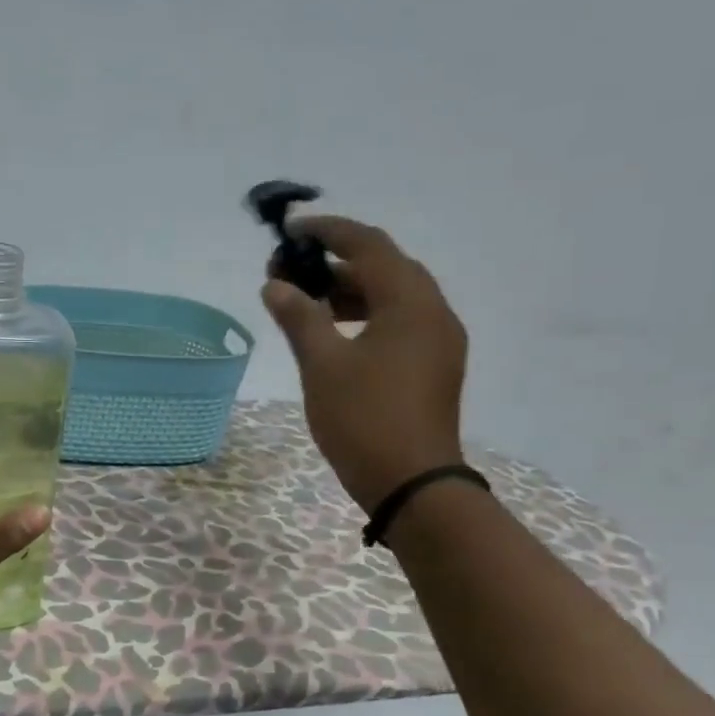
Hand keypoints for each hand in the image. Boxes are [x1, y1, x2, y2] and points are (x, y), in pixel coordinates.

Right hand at [262, 215, 468, 513]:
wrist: (413, 484)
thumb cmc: (364, 419)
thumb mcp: (323, 365)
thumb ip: (299, 317)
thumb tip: (276, 285)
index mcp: (411, 302)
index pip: (369, 245)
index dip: (328, 232)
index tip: (291, 231)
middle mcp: (434, 312)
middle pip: (384, 267)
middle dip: (336, 263)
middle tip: (290, 271)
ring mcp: (438, 341)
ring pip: (392, 297)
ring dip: (349, 291)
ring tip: (304, 301)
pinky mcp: (434, 367)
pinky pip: (399, 323)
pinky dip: (365, 316)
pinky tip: (334, 333)